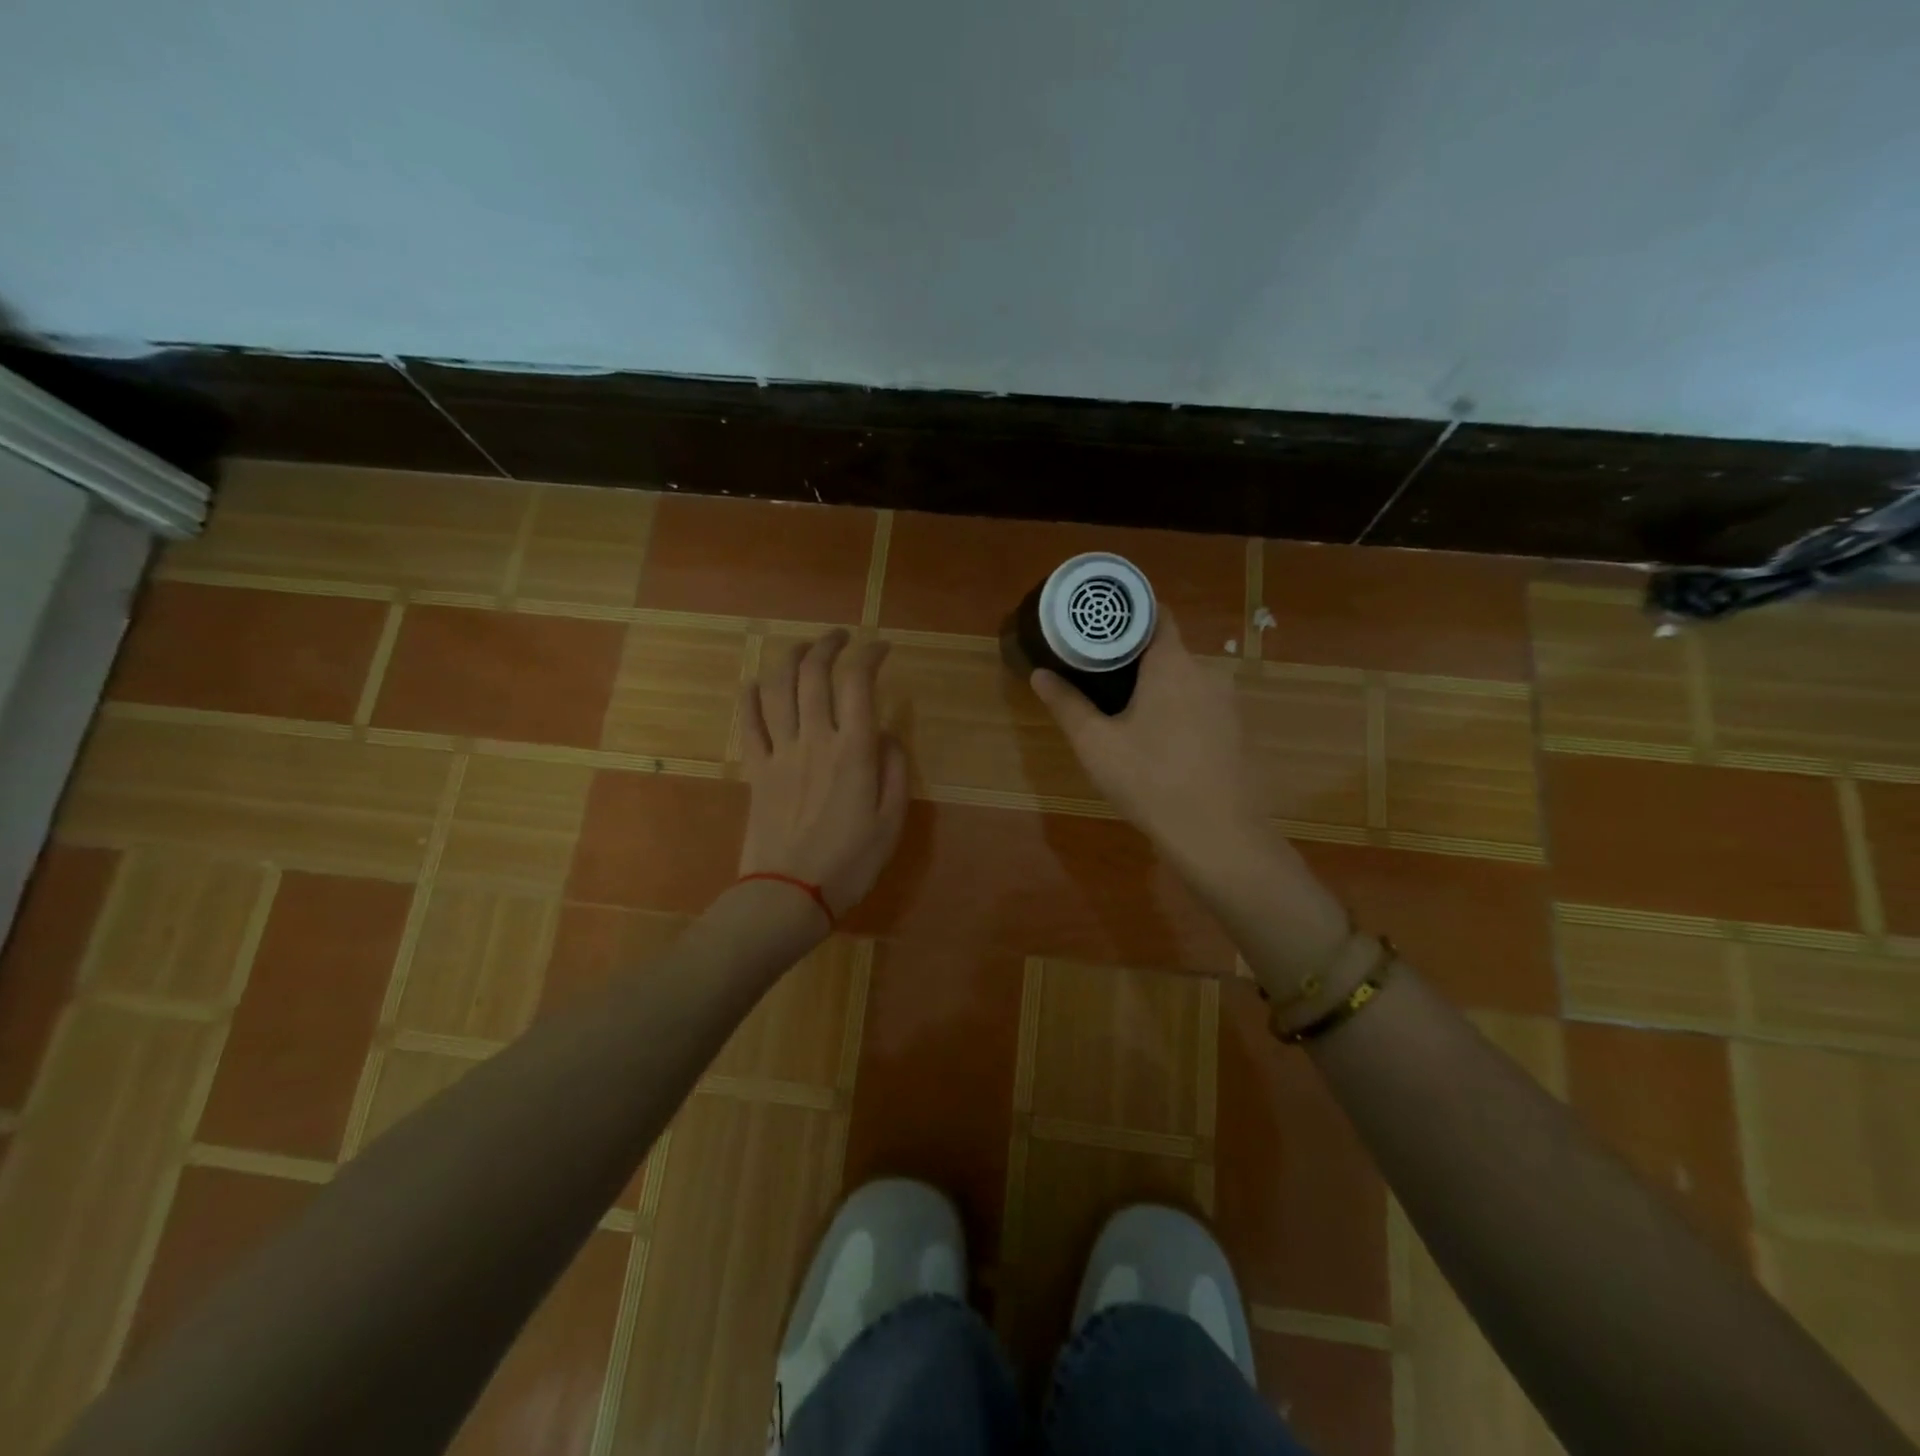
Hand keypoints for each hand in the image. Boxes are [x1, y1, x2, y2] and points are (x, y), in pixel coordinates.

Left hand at [738, 630, 909, 918]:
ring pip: (778, 689)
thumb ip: (893, 769)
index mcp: (853, 751)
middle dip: (827, 645)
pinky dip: (752, 696)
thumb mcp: (892, 821)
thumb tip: (884, 733)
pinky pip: (749, 723)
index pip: (858, 683)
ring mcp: (779, 752)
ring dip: (789, 659)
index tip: (881, 647)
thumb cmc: (850, 863)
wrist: (788, 894)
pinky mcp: (755, 770)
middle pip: (814, 674)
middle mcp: (814, 740)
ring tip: (802, 648)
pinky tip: (759, 684)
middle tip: (840, 637)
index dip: (869, 655)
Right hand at [1030, 611, 1260, 864]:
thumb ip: (1066, 704)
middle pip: (1167, 649)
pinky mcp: (1235, 731)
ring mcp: (1226, 703)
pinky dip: (1177, 710)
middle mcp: (1206, 672)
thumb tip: (1039, 674)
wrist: (1217, 835)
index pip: (1155, 614)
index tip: (1099, 624)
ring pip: (1184, 680)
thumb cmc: (1150, 780)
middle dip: (1134, 657)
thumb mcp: (1096, 744)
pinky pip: (1200, 705)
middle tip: (1097, 672)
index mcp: (1172, 664)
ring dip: (1156, 687)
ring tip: (1122, 707)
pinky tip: (1158, 740)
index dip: (1127, 614)